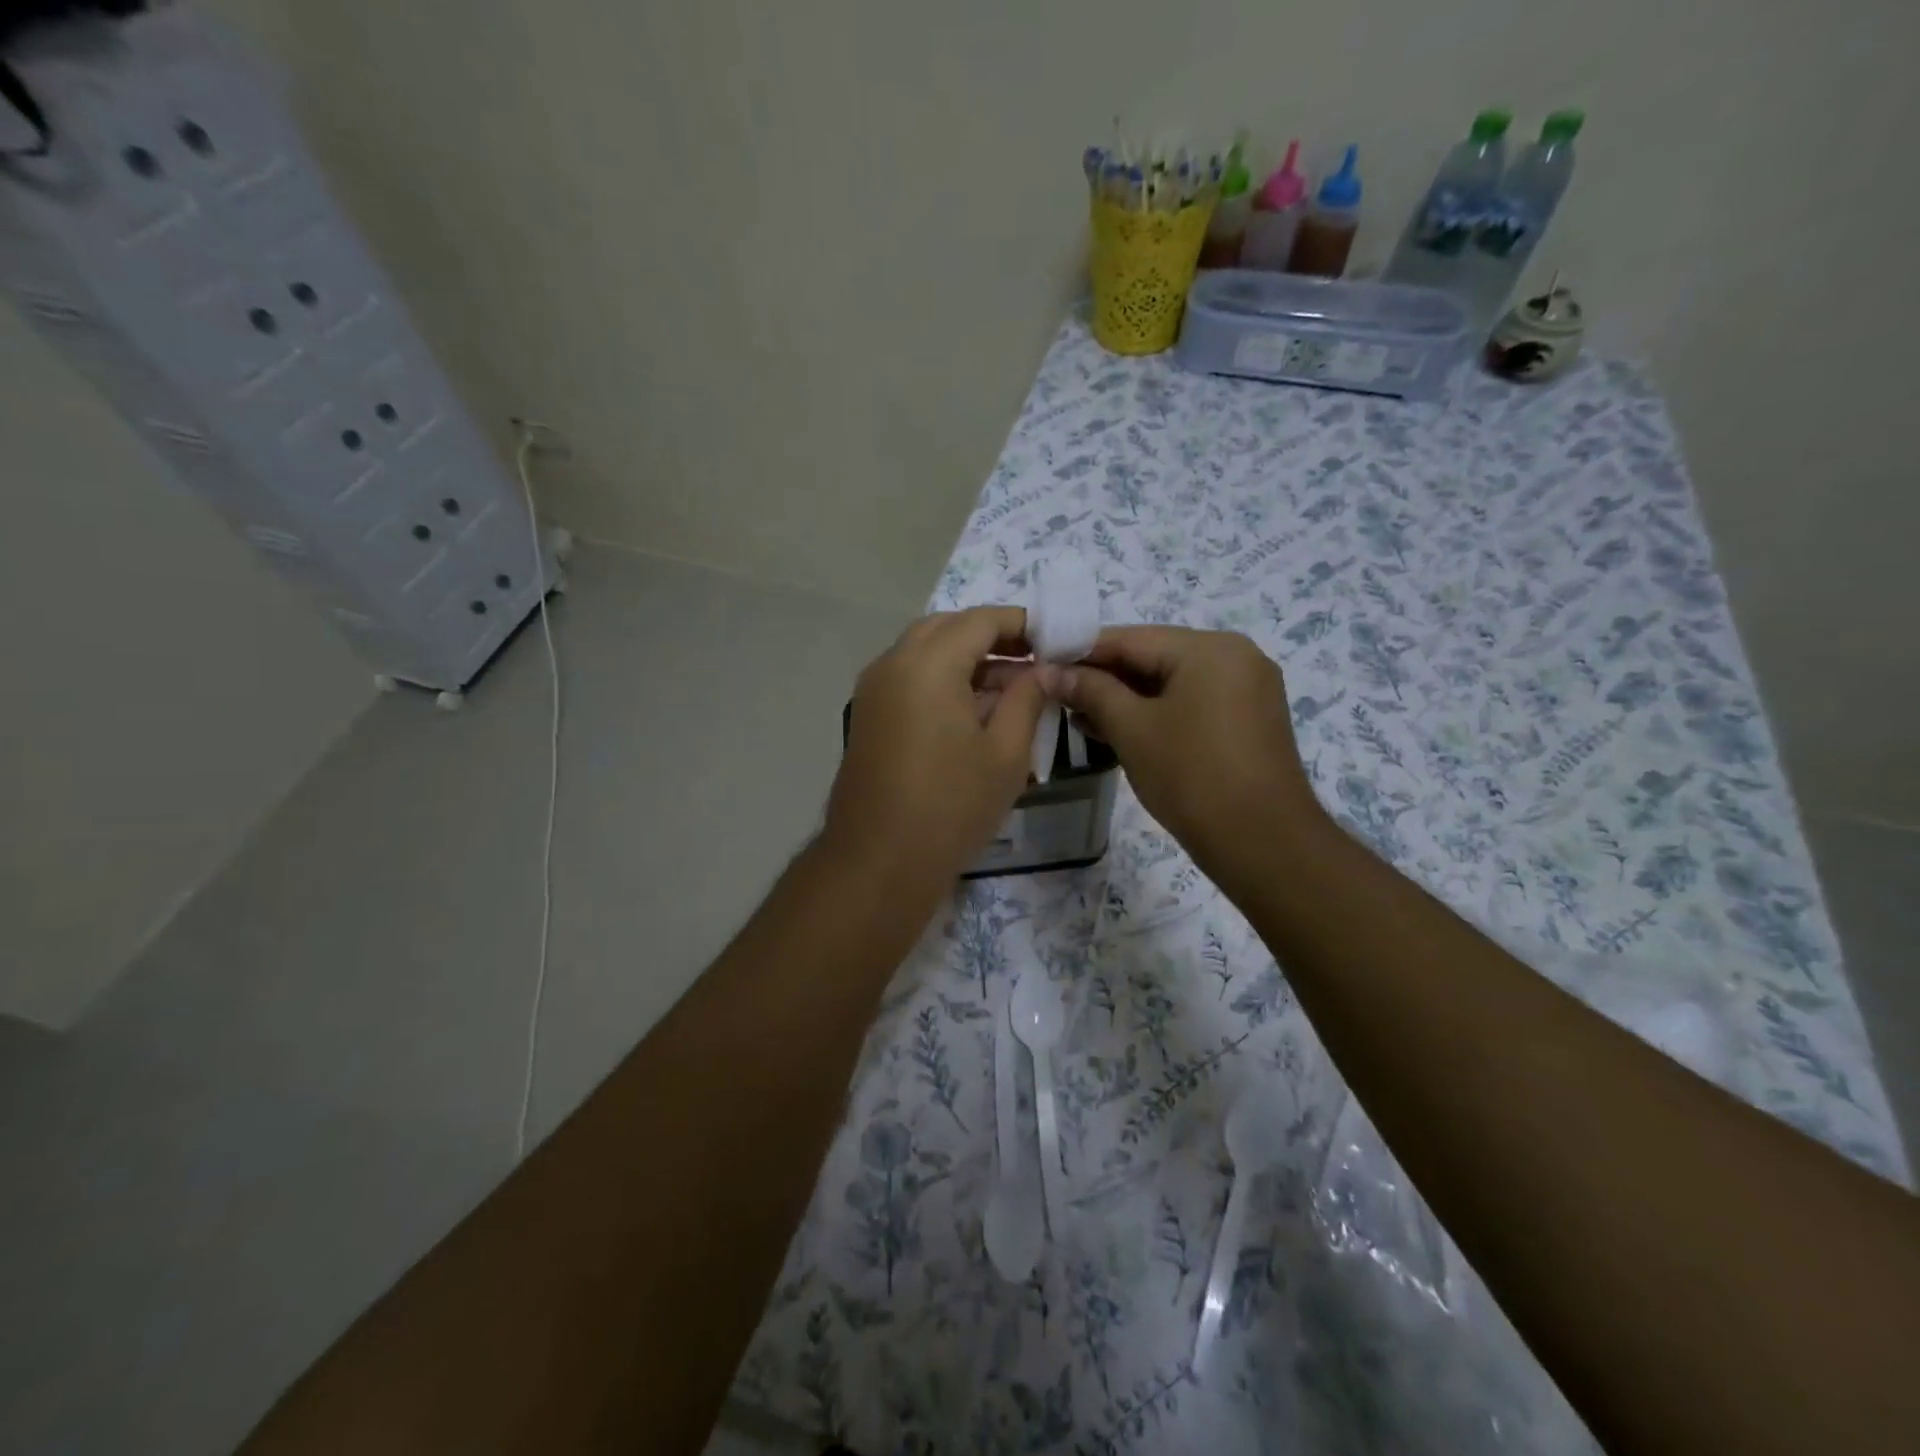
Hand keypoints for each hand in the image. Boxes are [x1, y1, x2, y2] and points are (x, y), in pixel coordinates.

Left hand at [825, 607, 1047, 886]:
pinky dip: (942, 679)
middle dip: (992, 637)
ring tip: (1011, 689)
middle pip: (948, 628)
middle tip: (1033, 661)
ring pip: (925, 651)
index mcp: (927, 663)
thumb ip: (1028, 698)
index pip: (981, 620)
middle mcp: (893, 663)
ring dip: (966, 659)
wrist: (878, 862)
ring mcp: (873, 689)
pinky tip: (974, 711)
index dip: (1022, 624)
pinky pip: (909, 677)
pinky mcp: (868, 715)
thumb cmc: (951, 806)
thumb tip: (1044, 670)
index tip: (1055, 640)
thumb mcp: (1006, 753)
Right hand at [1042, 626, 1327, 884]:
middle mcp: (1235, 656)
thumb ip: (1090, 691)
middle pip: (1153, 657)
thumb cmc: (1191, 776)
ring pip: (1172, 682)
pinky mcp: (1249, 719)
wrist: (1263, 842)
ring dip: (1127, 698)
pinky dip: (1157, 712)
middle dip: (1104, 678)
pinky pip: (1192, 702)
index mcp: (1209, 648)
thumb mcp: (1131, 729)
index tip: (1043, 665)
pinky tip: (1120, 729)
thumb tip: (1050, 671)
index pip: (1130, 639)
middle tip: (1058, 697)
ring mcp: (1247, 688)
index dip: (1082, 652)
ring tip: (1080, 718)